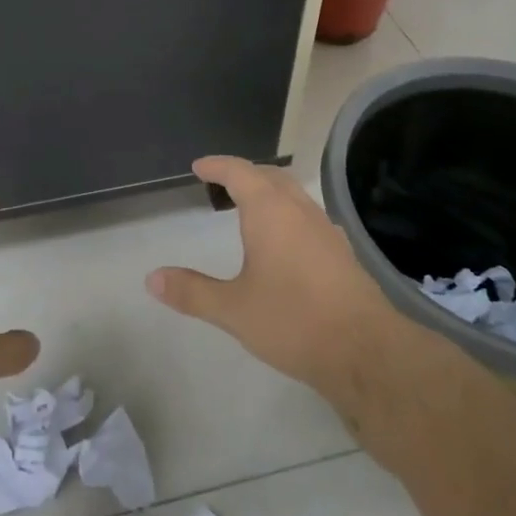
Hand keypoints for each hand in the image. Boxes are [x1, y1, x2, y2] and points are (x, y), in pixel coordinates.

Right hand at [147, 156, 406, 411]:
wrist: (364, 350)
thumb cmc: (293, 320)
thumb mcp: (233, 309)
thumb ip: (192, 291)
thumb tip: (151, 278)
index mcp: (270, 211)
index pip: (239, 172)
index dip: (217, 166)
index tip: (199, 166)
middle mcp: (299, 210)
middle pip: (270, 176)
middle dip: (244, 173)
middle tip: (222, 182)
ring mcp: (325, 228)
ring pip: (293, 194)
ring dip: (269, 191)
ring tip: (249, 207)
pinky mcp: (341, 251)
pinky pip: (308, 216)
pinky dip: (288, 213)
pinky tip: (286, 240)